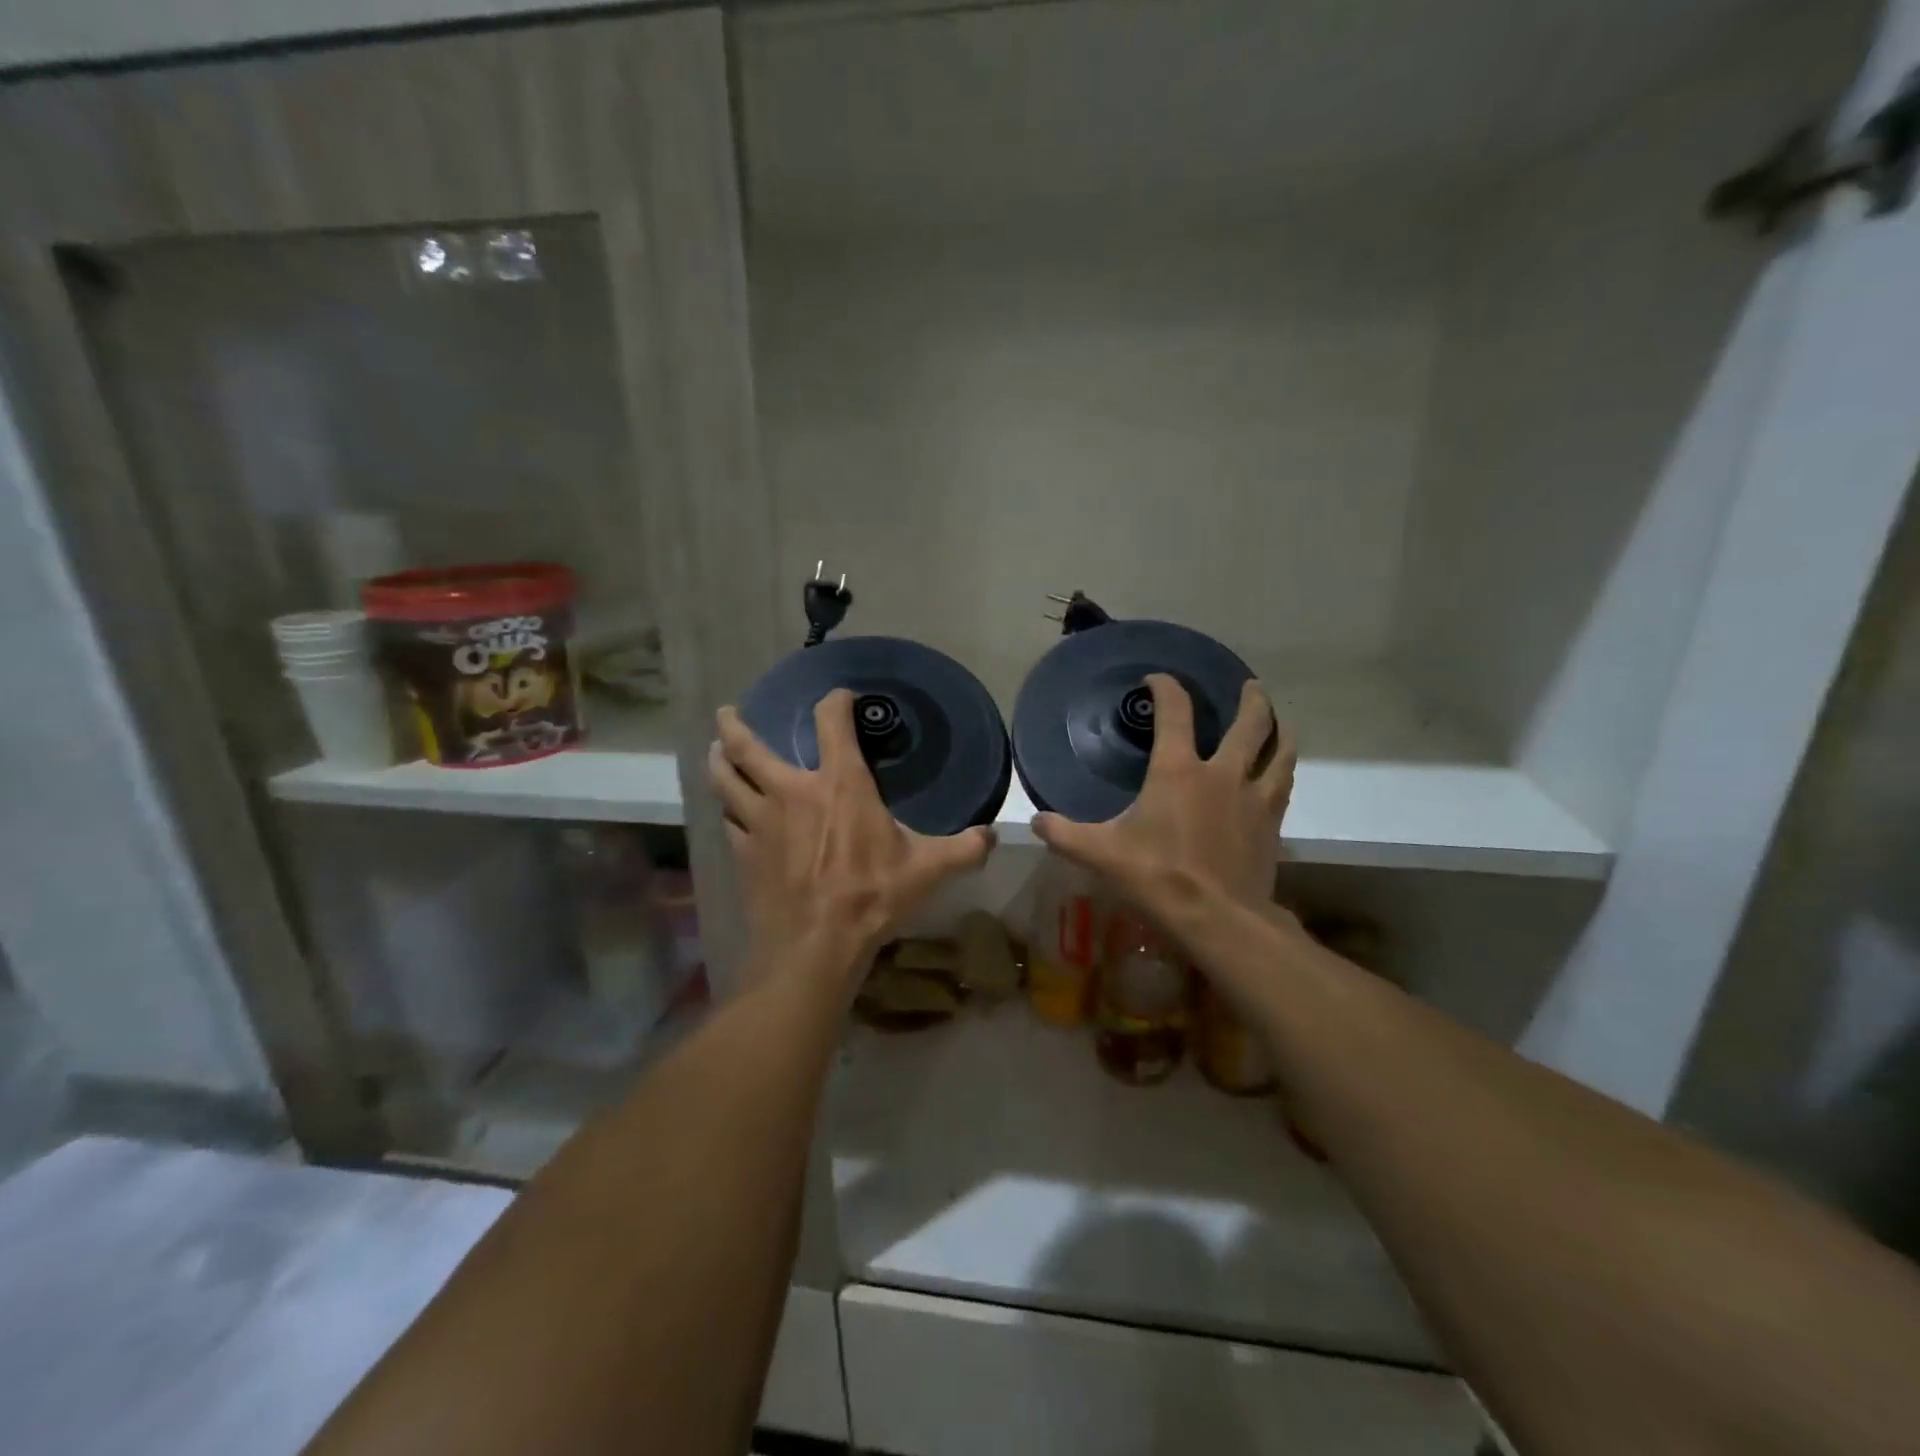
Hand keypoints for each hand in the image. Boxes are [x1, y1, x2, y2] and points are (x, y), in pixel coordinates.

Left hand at [709, 690, 995, 987]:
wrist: (816, 945)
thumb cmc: (872, 897)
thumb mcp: (929, 871)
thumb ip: (965, 849)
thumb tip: (993, 837)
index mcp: (840, 784)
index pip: (831, 722)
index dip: (834, 701)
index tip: (840, 696)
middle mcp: (792, 791)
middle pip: (750, 747)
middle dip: (736, 726)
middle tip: (729, 712)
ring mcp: (760, 822)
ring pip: (727, 781)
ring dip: (720, 760)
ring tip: (717, 750)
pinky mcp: (744, 853)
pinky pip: (729, 820)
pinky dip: (727, 809)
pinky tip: (729, 811)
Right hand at [1033, 675, 1295, 921]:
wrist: (1217, 919)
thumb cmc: (1156, 877)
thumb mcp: (1100, 854)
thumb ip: (1064, 833)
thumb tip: (1036, 821)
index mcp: (1178, 771)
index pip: (1175, 712)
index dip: (1166, 688)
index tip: (1158, 680)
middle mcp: (1222, 774)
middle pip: (1248, 724)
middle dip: (1250, 700)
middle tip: (1249, 686)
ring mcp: (1253, 799)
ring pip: (1278, 752)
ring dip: (1280, 731)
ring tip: (1279, 722)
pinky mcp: (1271, 826)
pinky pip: (1282, 787)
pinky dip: (1282, 772)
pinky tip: (1279, 776)